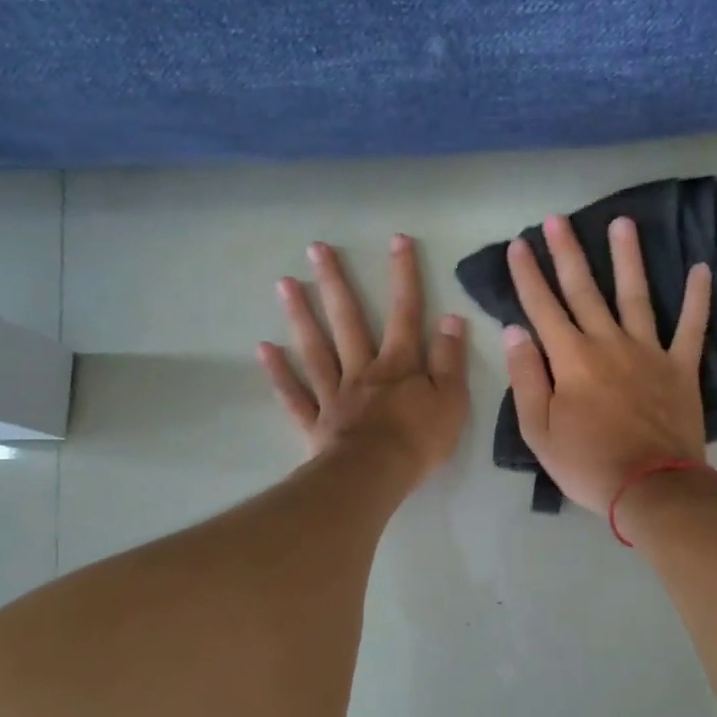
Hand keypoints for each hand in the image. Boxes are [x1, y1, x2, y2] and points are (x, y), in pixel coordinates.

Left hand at [259, 234, 468, 483]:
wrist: (375, 477)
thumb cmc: (418, 441)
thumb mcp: (451, 400)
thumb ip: (450, 359)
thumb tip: (450, 318)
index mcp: (398, 365)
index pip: (405, 313)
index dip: (403, 276)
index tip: (396, 239)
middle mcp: (362, 370)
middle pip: (347, 321)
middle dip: (335, 283)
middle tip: (316, 248)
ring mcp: (334, 395)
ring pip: (315, 349)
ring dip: (300, 315)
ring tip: (283, 283)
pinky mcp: (316, 423)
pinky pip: (295, 395)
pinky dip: (279, 373)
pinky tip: (264, 349)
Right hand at [503, 214, 712, 510]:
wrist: (651, 487)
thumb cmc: (587, 463)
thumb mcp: (538, 430)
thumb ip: (526, 377)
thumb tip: (515, 332)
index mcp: (571, 359)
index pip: (542, 307)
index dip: (528, 274)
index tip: (519, 244)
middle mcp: (608, 343)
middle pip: (584, 290)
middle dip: (567, 253)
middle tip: (558, 219)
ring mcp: (649, 352)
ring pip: (635, 295)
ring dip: (627, 258)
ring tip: (622, 222)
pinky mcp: (680, 368)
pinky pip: (692, 327)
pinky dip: (698, 298)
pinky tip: (702, 269)